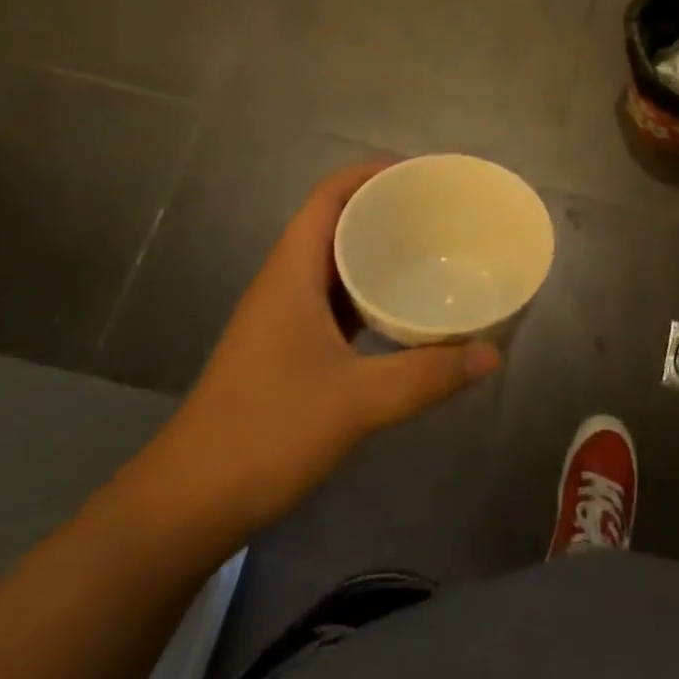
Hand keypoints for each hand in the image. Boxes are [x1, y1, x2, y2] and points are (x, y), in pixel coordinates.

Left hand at [130, 162, 500, 548]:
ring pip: (334, 266)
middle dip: (383, 210)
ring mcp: (283, 319)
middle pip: (334, 223)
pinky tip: (402, 313)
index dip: (371, 173)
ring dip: (376, 253)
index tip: (421, 175)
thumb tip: (491, 353)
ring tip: (430, 253)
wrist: (187, 504)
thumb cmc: (266, 432)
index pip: (329, 197)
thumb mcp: (357, 402)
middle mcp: (285, 284)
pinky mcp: (287, 351)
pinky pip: (335, 303)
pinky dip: (368, 295)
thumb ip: (427, 376)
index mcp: (291, 273)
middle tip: (440, 214)